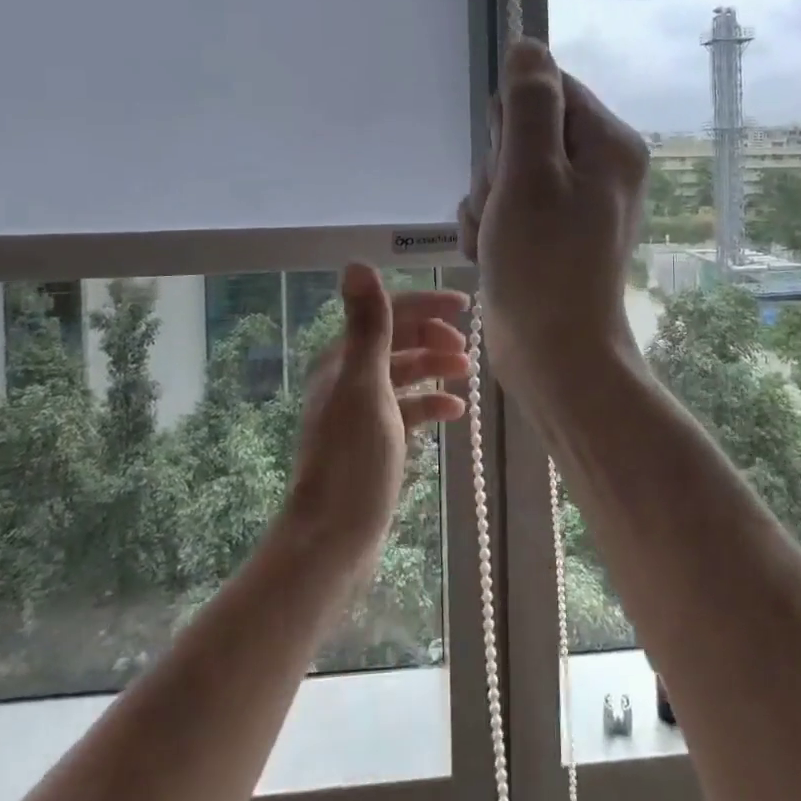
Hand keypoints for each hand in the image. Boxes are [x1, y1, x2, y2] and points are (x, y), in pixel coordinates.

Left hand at [282, 265, 470, 564]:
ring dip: (434, 367)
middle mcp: (348, 377)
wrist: (334, 537)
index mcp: (342, 359)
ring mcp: (362, 410)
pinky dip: (430, 403)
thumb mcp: (366, 385)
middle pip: (397, 341)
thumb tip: (356, 263)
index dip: (425, 305)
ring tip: (466, 372)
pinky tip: (454, 411)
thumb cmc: (353, 458)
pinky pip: (408, 408)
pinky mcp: (375, 439)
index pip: (387, 314)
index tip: (464, 306)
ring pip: (405, 374)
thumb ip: (369, 325)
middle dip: (432, 336)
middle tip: (466, 345)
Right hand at [457, 39, 648, 397]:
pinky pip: (507, 205)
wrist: (555, 356)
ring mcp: (575, 201)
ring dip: (487, 204)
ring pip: (505, 171)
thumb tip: (527, 44)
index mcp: (608, 142)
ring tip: (499, 241)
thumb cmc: (544, 264)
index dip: (511, 123)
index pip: (546, 88)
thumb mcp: (530, 173)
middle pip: (521, 132)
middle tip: (506, 211)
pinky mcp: (552, 231)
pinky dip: (491, 228)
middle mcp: (598, 165)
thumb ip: (529, 103)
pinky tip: (495, 255)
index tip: (510, 165)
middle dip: (497, 171)